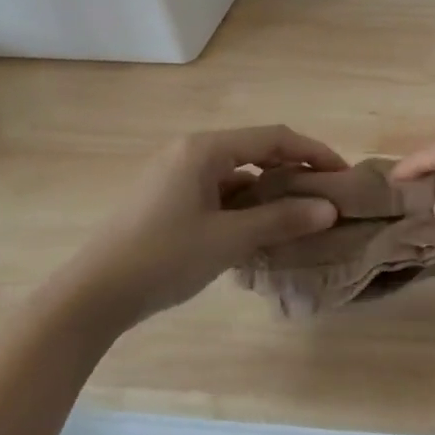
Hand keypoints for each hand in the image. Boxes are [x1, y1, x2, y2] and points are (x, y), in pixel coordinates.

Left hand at [49, 126, 344, 334]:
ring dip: (270, 189)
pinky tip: (260, 227)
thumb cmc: (164, 258)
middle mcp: (190, 152)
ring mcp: (175, 175)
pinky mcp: (167, 198)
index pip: (274, 138)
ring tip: (300, 213)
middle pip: (256, 150)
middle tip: (326, 193)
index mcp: (204, 149)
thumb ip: (282, 219)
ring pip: (238, 172)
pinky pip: (219, 190)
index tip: (343, 173)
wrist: (91, 296)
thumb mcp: (230, 239)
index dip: (314, 153)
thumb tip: (330, 210)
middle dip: (294, 170)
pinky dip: (245, 203)